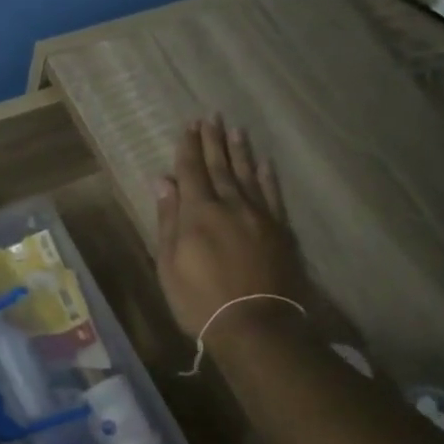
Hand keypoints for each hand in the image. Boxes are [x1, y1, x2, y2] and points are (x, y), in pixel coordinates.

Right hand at [154, 118, 312, 337]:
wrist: (256, 326)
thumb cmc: (200, 301)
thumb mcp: (169, 264)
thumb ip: (168, 219)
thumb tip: (163, 180)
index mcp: (198, 213)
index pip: (191, 171)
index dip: (188, 148)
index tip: (188, 126)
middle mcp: (230, 205)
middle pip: (220, 166)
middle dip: (213, 141)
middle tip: (211, 116)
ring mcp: (259, 216)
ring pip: (248, 175)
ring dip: (240, 151)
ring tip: (236, 129)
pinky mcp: (281, 230)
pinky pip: (273, 195)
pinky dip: (268, 177)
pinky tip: (265, 162)